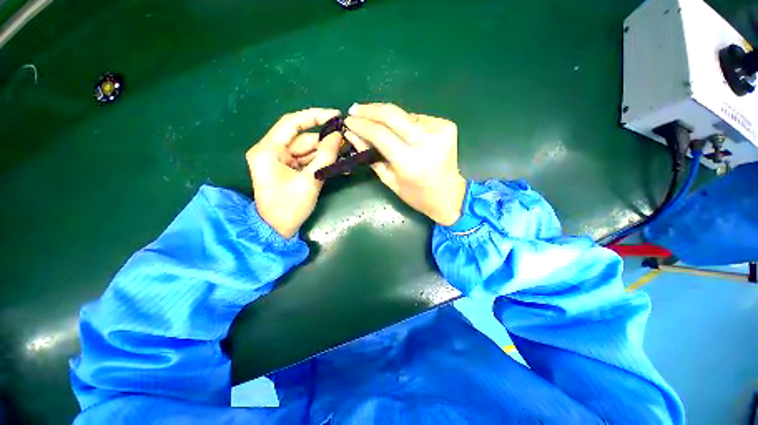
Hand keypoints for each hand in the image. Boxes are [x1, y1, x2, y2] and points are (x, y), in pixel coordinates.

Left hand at [246, 108, 343, 237]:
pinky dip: (321, 163)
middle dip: (326, 142)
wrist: (277, 230)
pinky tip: (337, 166)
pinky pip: (307, 161)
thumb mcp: (310, 181)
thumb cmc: (289, 207)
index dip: (315, 116)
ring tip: (347, 156)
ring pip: (307, 151)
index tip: (336, 116)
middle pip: (303, 139)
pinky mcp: (287, 170)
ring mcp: (280, 161)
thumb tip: (338, 136)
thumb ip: (325, 156)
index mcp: (268, 150)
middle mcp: (271, 151)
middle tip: (348, 143)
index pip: (292, 123)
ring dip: (326, 154)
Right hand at [344, 103, 466, 225]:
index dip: (362, 125)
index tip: (348, 120)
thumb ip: (370, 156)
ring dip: (387, 117)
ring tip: (375, 122)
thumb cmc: (416, 195)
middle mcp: (426, 142)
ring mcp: (440, 130)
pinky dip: (404, 123)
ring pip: (404, 115)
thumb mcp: (389, 180)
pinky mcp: (447, 125)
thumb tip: (353, 134)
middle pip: (392, 115)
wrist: (449, 195)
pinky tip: (400, 130)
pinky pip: (417, 119)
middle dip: (370, 110)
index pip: (380, 134)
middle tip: (355, 109)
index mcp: (410, 162)